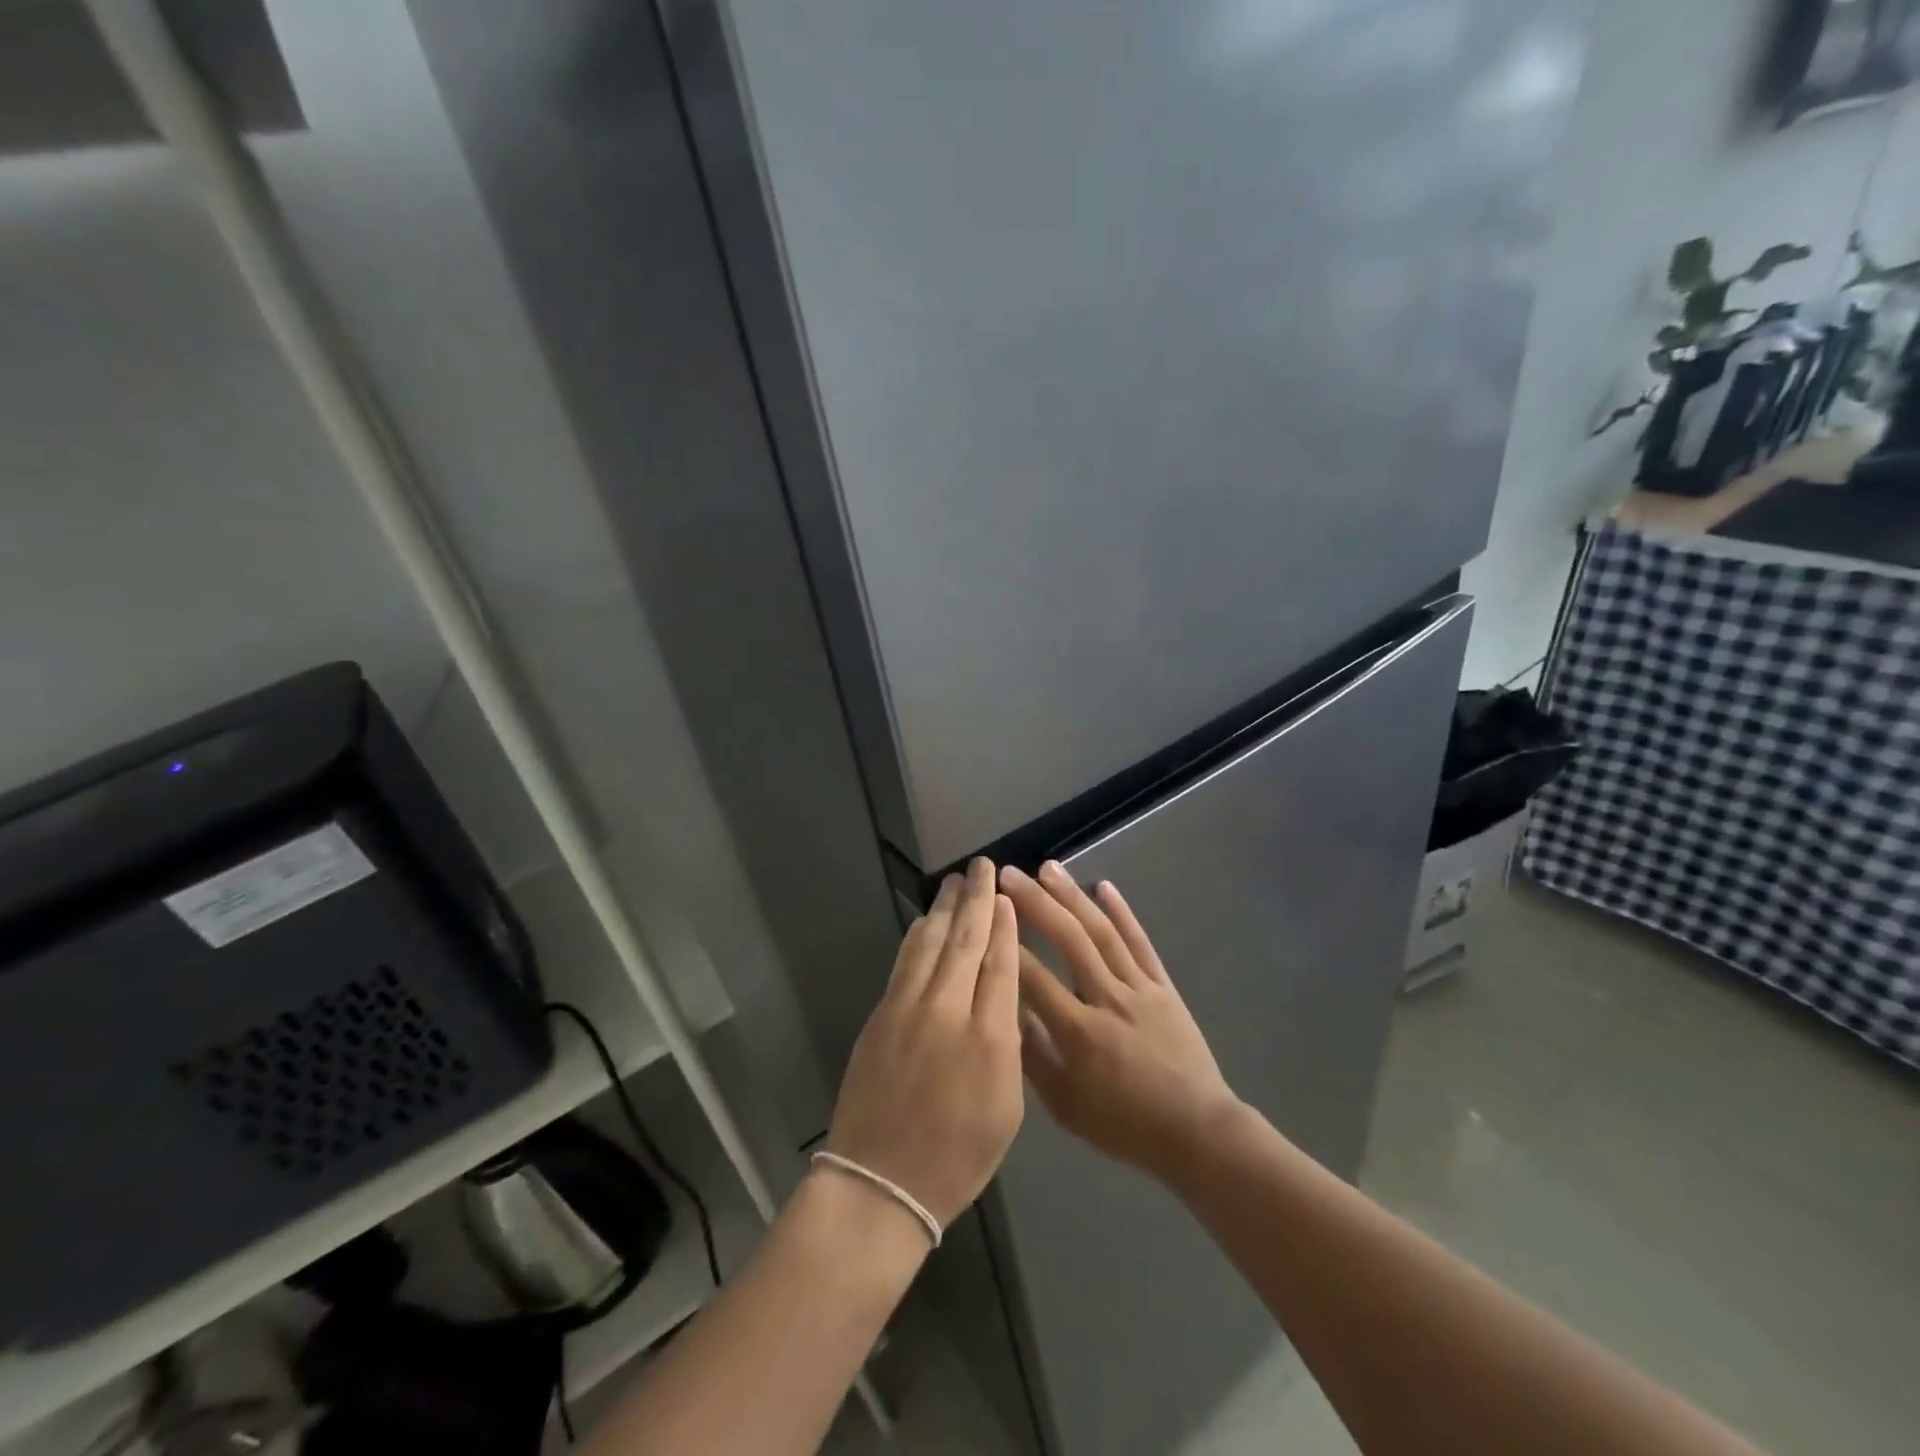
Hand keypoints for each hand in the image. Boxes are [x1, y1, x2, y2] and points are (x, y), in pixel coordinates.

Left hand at [824, 858, 1024, 1229]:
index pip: (1000, 963)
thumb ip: (1007, 1043)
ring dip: (942, 908)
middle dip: (976, 899)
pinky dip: (917, 935)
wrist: (881, 1182)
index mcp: (989, 1036)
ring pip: (929, 942)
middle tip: (981, 867)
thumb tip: (1002, 996)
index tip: (1006, 897)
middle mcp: (947, 1009)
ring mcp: (907, 1008)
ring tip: (954, 881)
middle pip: (965, 940)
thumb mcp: (1007, 1107)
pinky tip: (923, 922)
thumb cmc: (957, 1156)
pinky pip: (904, 961)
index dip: (1004, 926)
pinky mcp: (880, 1014)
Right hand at [1002, 862, 1239, 1183]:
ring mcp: (1139, 988)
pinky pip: (1141, 943)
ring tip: (1048, 867)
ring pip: (1102, 933)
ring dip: (1073, 896)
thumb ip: (1034, 1060)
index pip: (1034, 978)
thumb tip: (1008, 1014)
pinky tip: (1104, 886)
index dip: (1006, 945)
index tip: (984, 914)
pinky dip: (1123, 913)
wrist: (1197, 1133)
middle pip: (1069, 940)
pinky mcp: (1163, 986)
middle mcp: (1108, 1000)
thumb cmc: (1125, 1126)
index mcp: (1079, 1033)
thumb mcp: (1067, 1108)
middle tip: (1009, 874)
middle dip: (1036, 903)